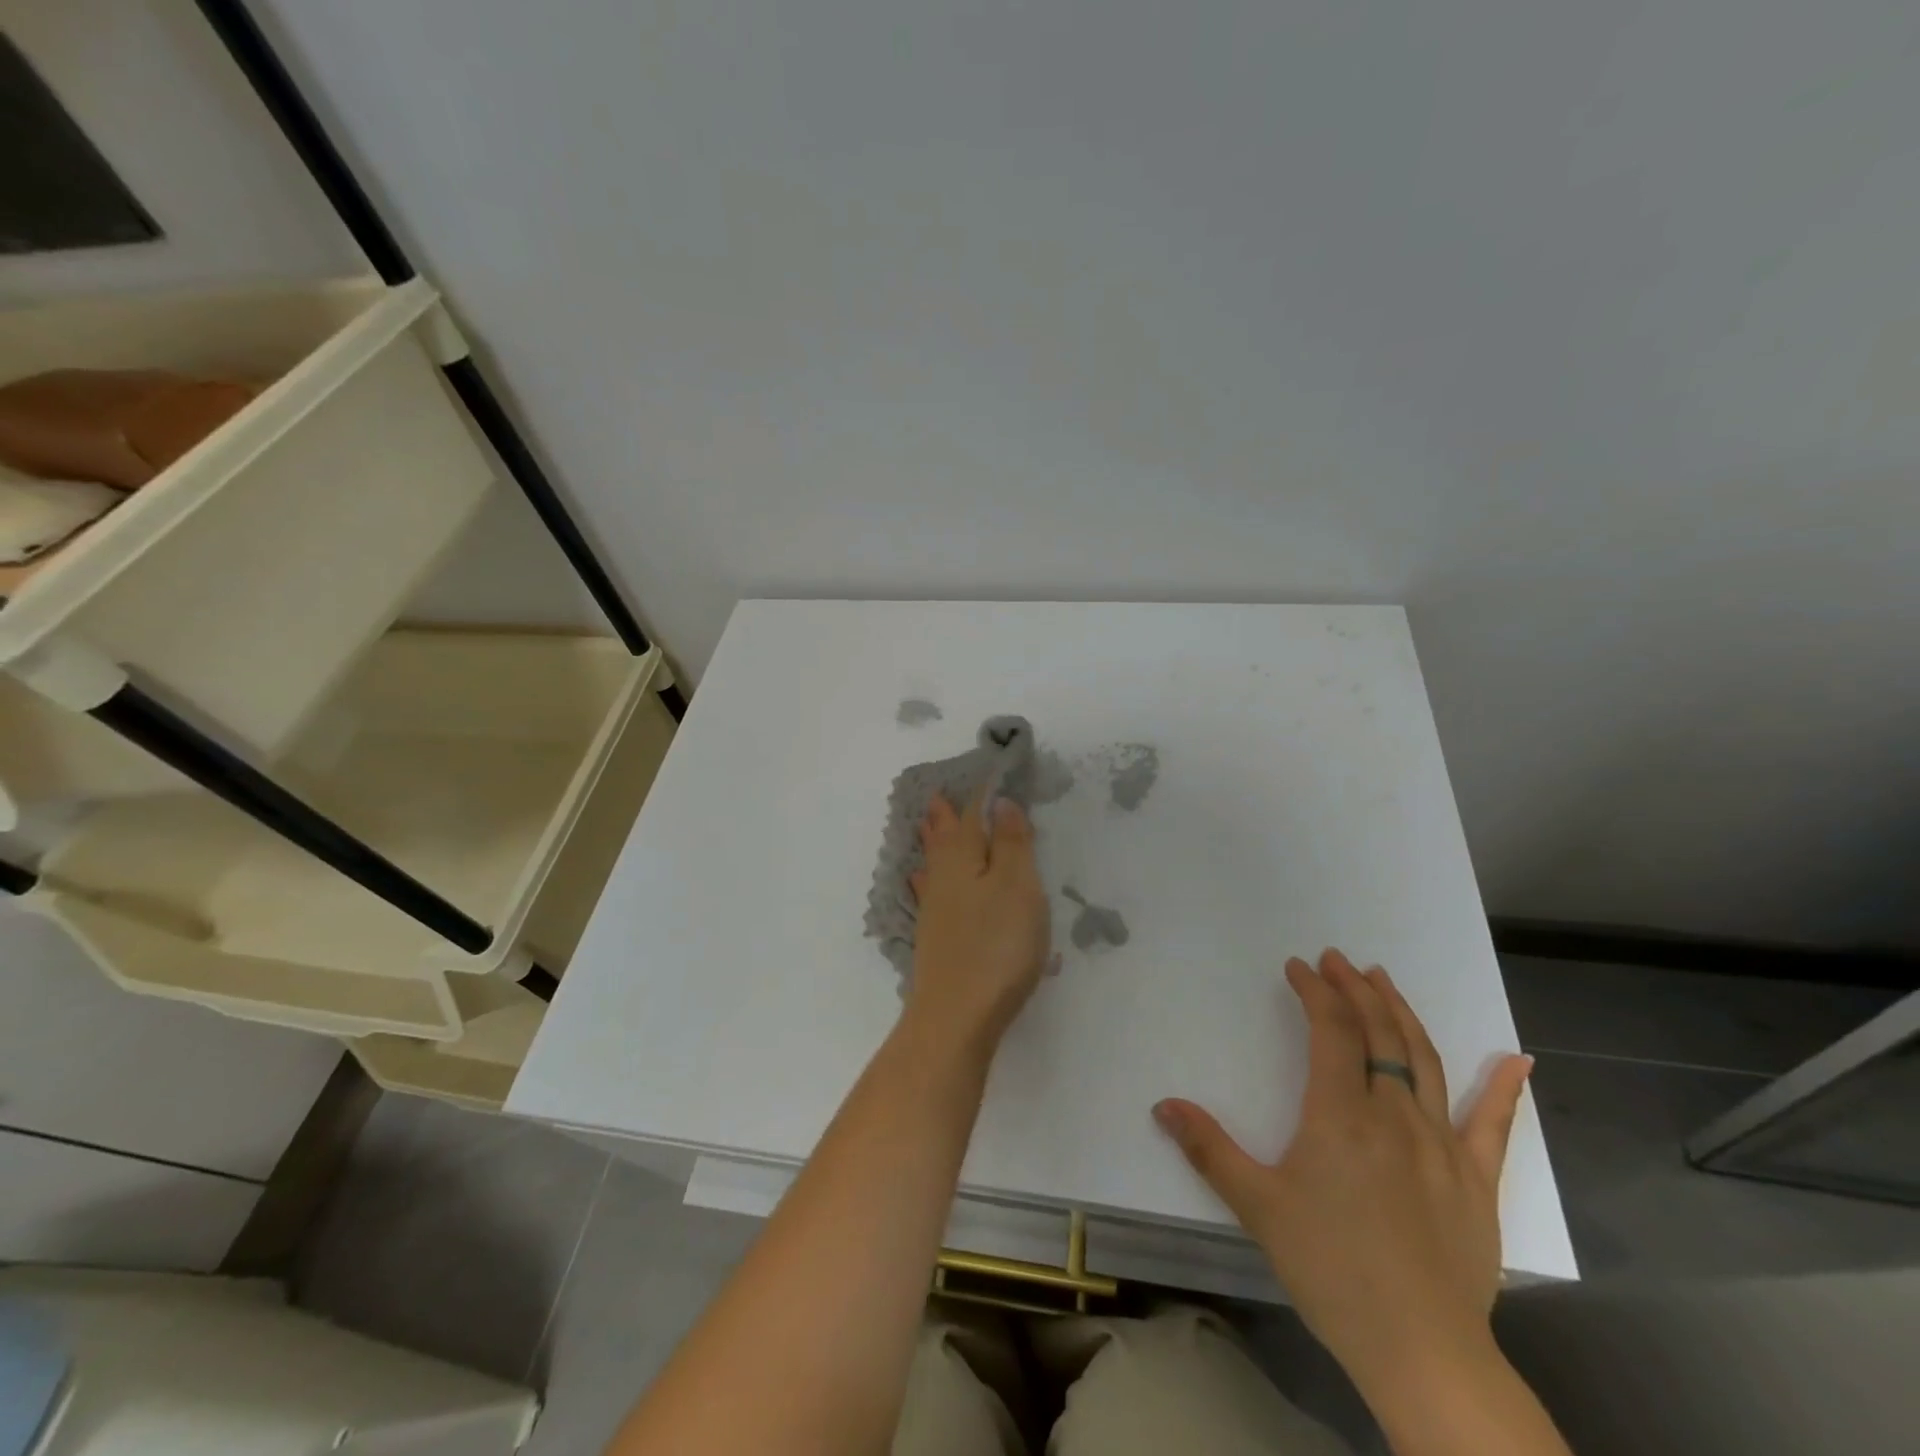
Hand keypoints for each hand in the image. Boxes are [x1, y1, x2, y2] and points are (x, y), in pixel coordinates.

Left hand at [904, 793, 1050, 1052]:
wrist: (956, 1016)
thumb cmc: (996, 944)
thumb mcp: (1017, 885)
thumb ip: (1011, 842)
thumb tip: (1001, 802)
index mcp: (964, 857)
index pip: (972, 815)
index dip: (982, 795)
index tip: (986, 776)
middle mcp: (943, 877)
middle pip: (944, 838)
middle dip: (945, 817)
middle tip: (937, 797)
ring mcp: (935, 910)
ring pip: (934, 864)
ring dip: (934, 843)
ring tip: (928, 826)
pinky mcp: (935, 939)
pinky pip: (930, 892)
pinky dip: (928, 879)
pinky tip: (921, 883)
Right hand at [1152, 948, 1531, 1399]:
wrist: (1422, 1351)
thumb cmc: (1332, 1270)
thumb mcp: (1257, 1206)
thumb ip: (1209, 1149)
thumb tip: (1163, 1105)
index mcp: (1341, 1113)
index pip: (1332, 1029)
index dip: (1315, 991)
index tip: (1298, 968)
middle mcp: (1394, 1113)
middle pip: (1379, 1033)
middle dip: (1356, 989)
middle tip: (1337, 960)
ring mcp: (1441, 1144)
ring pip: (1423, 1060)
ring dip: (1402, 1014)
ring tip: (1384, 981)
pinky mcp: (1476, 1179)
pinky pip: (1492, 1124)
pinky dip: (1505, 1088)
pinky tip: (1518, 1060)